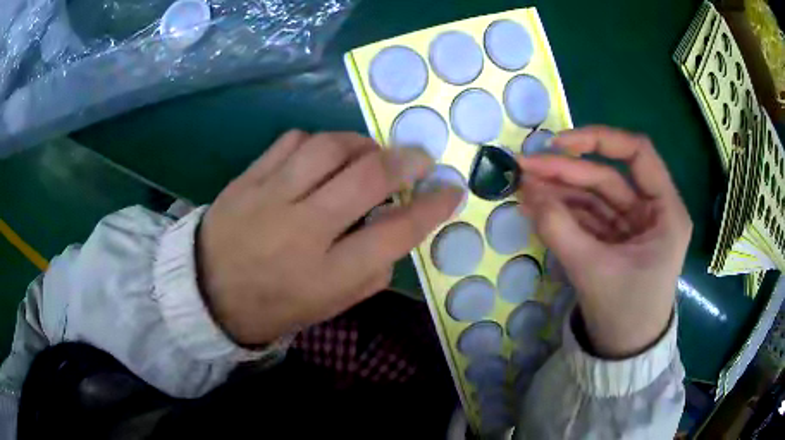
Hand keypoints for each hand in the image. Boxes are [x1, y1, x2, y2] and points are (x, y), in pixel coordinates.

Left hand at [198, 131, 463, 344]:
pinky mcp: (248, 178)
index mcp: (327, 273)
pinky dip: (318, 141)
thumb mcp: (329, 306)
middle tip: (420, 157)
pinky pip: (292, 141)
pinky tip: (323, 155)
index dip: (433, 207)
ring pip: (329, 147)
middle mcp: (303, 229)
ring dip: (362, 143)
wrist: (208, 292)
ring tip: (370, 153)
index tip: (452, 190)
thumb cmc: (274, 306)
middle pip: (367, 177)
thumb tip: (397, 230)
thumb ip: (371, 272)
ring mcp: (271, 197)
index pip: (396, 232)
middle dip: (406, 160)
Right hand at [517, 126, 691, 357]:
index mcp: (666, 211)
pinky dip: (564, 210)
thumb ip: (559, 228)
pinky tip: (538, 206)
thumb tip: (527, 189)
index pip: (638, 153)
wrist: (623, 353)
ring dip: (560, 190)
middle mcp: (652, 211)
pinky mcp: (616, 239)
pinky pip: (589, 216)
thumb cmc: (625, 314)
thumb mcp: (593, 270)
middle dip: (566, 171)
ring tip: (524, 186)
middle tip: (524, 167)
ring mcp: (632, 225)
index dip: (599, 139)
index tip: (559, 144)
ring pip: (595, 196)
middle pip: (608, 177)